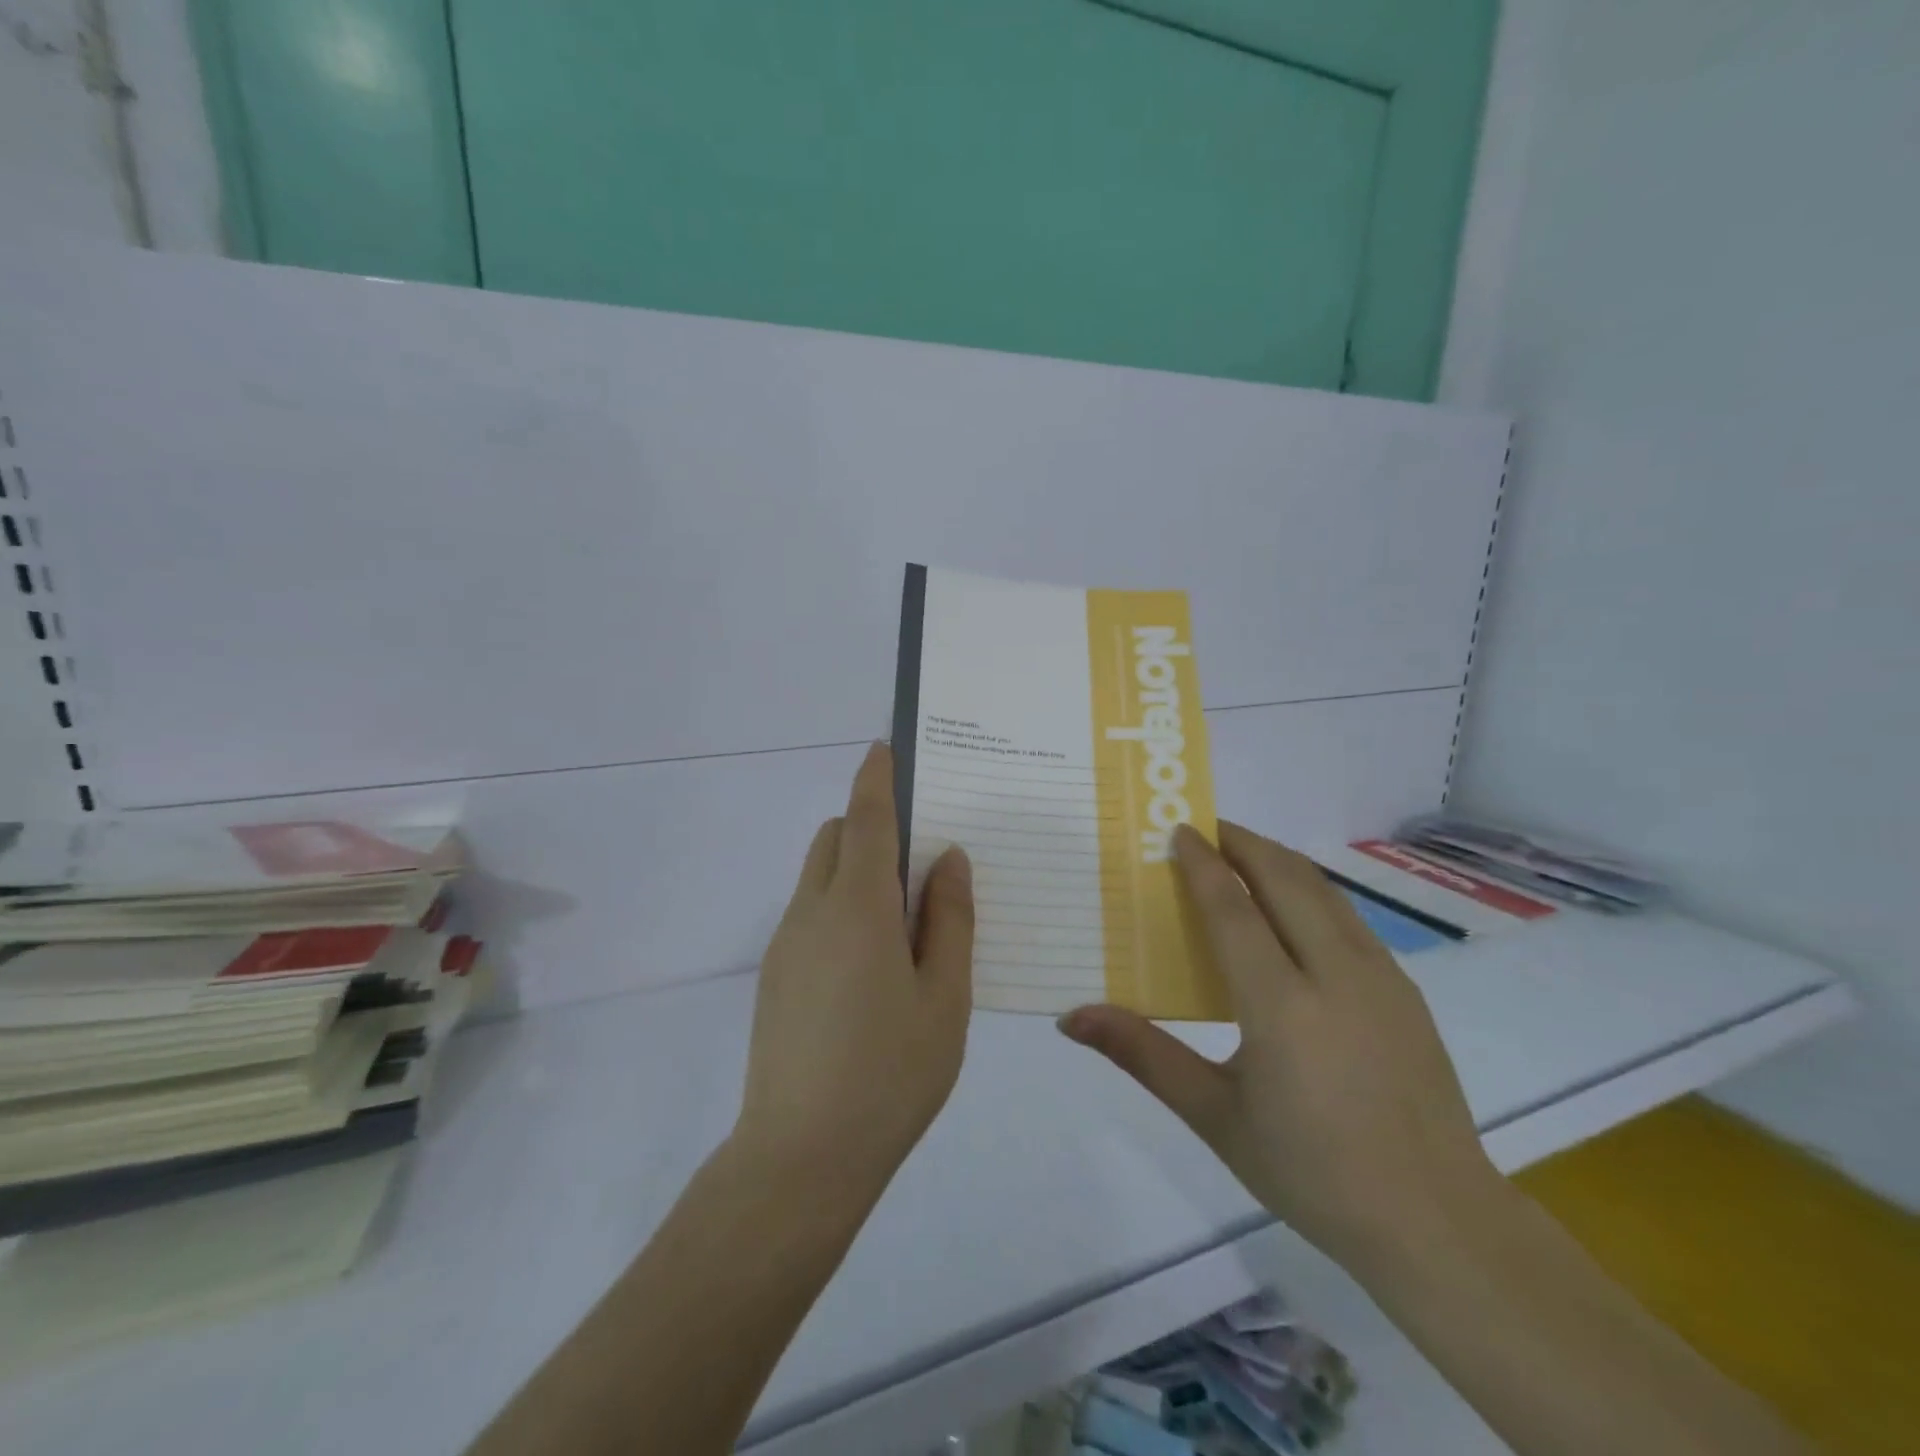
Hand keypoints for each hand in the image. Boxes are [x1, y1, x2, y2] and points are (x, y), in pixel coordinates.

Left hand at [732, 742, 974, 1200]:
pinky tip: (873, 964)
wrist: (801, 1157)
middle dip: (869, 825)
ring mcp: (787, 944)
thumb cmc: (890, 1073)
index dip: (876, 778)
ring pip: (819, 876)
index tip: (885, 748)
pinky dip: (841, 906)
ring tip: (905, 917)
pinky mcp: (775, 976)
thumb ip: (949, 919)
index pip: (864, 818)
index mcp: (858, 907)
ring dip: (855, 869)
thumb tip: (948, 859)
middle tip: (921, 855)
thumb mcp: (944, 996)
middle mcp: (812, 911)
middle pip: (834, 838)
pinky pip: (811, 914)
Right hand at [1058, 821, 1499, 1271]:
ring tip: (1244, 852)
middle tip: (1205, 828)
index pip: (1233, 909)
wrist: (1437, 1222)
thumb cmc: (1311, 1170)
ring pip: (1323, 891)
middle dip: (1243, 843)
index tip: (1179, 830)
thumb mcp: (1215, 1116)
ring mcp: (1379, 978)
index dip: (1202, 864)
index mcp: (1281, 1005)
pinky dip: (1311, 891)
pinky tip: (1294, 910)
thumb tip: (1073, 1018)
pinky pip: (1349, 917)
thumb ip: (1143, 1055)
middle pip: (1284, 879)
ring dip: (1279, 860)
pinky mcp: (1405, 991)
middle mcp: (1334, 974)